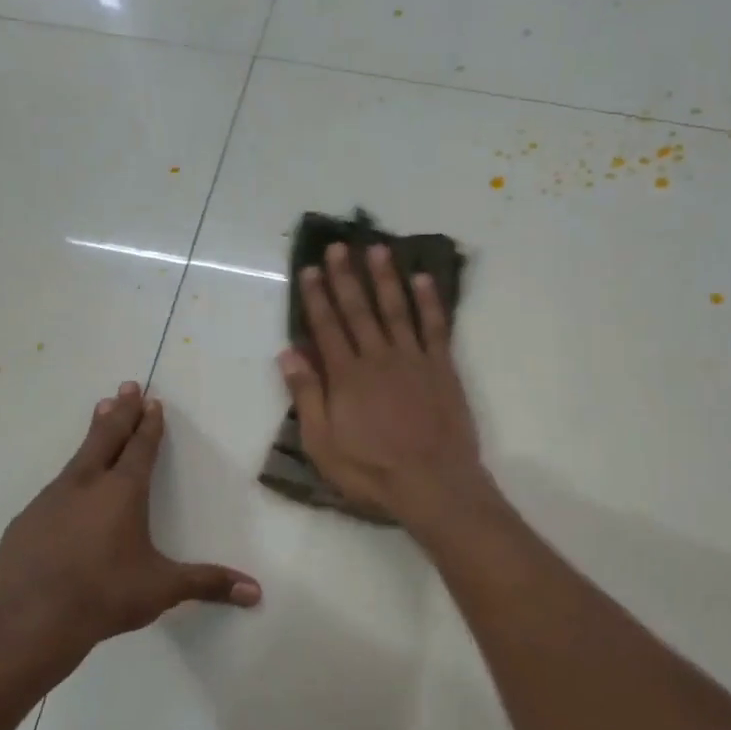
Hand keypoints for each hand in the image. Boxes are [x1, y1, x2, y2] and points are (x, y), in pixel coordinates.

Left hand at [0, 383, 260, 655]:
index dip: (149, 424)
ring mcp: (50, 500)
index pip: (140, 448)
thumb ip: (208, 584)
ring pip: (77, 458)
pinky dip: (68, 479)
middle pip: (106, 437)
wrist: (29, 619)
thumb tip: (256, 592)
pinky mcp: (26, 521)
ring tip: (99, 416)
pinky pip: (54, 490)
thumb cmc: (104, 595)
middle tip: (125, 385)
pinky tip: (67, 492)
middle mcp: (86, 485)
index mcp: (123, 492)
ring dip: (93, 435)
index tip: (151, 400)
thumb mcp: (162, 589)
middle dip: (120, 411)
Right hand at [278, 242, 486, 525]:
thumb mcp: (323, 443)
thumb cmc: (371, 470)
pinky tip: (423, 279)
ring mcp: (414, 359)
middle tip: (339, 246)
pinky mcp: (442, 368)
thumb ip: (307, 395)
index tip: (310, 269)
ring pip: (397, 309)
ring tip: (378, 249)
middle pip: (359, 310)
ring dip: (386, 278)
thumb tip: (287, 354)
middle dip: (347, 276)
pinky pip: (436, 326)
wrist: (433, 483)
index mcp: (346, 376)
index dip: (317, 297)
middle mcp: (378, 357)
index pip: (327, 327)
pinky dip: (430, 301)